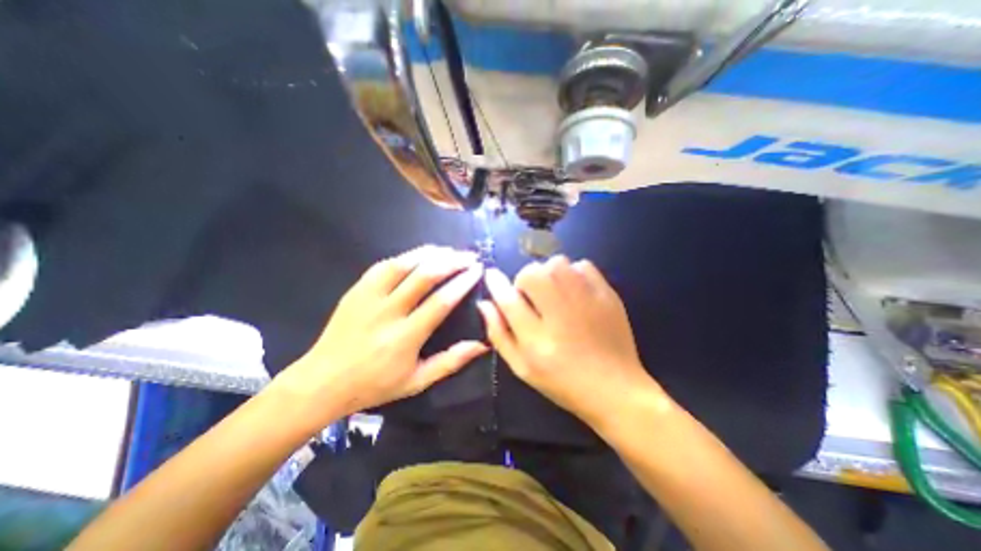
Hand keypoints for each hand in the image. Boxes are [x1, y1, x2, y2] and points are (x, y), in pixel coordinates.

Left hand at [274, 245, 487, 421]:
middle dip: (451, 262)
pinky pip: (383, 266)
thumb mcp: (417, 381)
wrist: (321, 382)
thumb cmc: (375, 385)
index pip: (440, 302)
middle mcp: (387, 313)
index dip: (462, 283)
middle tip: (469, 256)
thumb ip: (451, 362)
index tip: (477, 270)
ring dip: (429, 254)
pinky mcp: (356, 291)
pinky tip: (419, 255)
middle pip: (424, 277)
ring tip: (449, 250)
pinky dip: (405, 257)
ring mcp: (368, 298)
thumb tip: (481, 345)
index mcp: (404, 338)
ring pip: (403, 265)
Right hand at [480, 259, 662, 429]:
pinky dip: (573, 273)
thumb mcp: (522, 367)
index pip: (507, 298)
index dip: (496, 283)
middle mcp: (560, 314)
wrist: (615, 388)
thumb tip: (484, 304)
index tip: (491, 275)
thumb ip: (499, 334)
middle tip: (533, 298)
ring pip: (556, 263)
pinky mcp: (607, 294)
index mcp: (536, 339)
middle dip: (525, 281)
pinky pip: (582, 265)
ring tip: (554, 294)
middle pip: (532, 272)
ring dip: (548, 274)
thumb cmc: (562, 381)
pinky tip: (575, 292)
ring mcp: (587, 301)